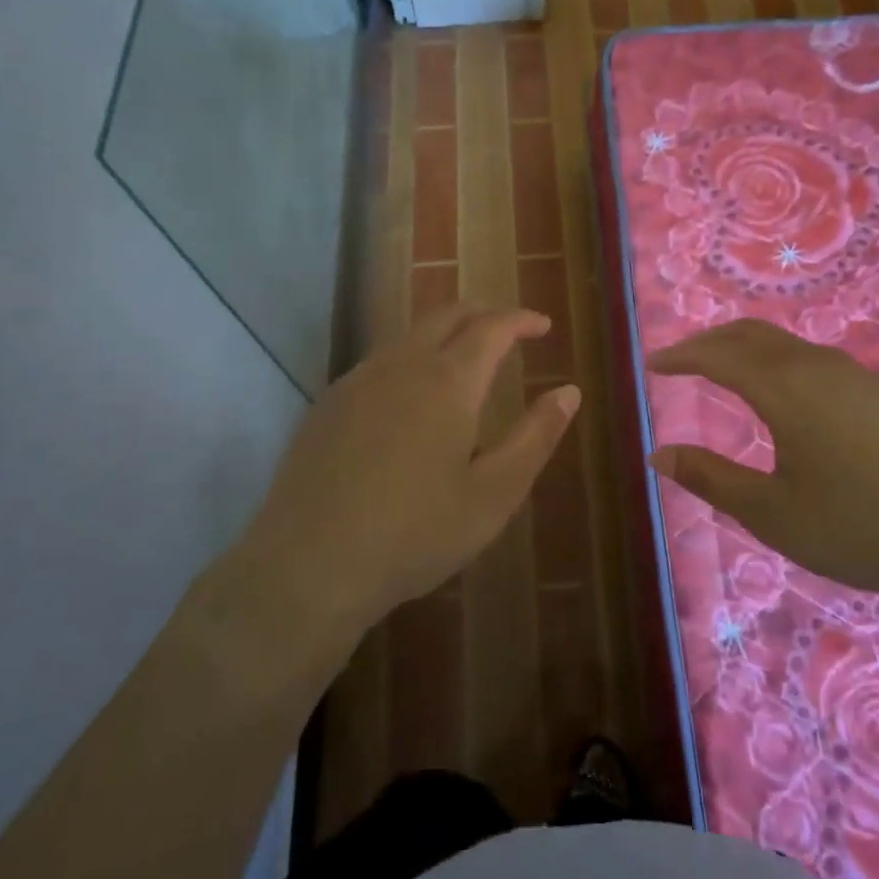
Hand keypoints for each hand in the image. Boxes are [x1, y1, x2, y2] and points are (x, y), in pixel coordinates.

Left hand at [230, 304, 579, 642]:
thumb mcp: (494, 494)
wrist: (308, 565)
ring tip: (465, 359)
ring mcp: (358, 380)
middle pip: (446, 315)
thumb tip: (569, 392)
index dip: (520, 319)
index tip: (542, 326)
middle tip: (508, 330)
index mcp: (448, 381)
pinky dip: (411, 358)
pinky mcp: (328, 403)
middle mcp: (401, 364)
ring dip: (444, 333)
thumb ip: (535, 437)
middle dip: (483, 314)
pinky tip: (411, 397)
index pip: (492, 326)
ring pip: (409, 334)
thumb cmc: (415, 533)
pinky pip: (379, 361)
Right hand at [647, 319, 878, 618]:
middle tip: (681, 359)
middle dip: (710, 341)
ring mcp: (857, 375)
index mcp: (783, 388)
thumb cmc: (861, 527)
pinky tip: (788, 394)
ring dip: (747, 348)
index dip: (680, 356)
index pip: (717, 356)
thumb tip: (658, 454)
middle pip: (751, 334)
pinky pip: (815, 359)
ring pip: (786, 344)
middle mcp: (817, 366)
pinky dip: (780, 361)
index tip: (652, 364)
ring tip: (726, 370)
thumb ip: (712, 478)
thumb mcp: (773, 513)